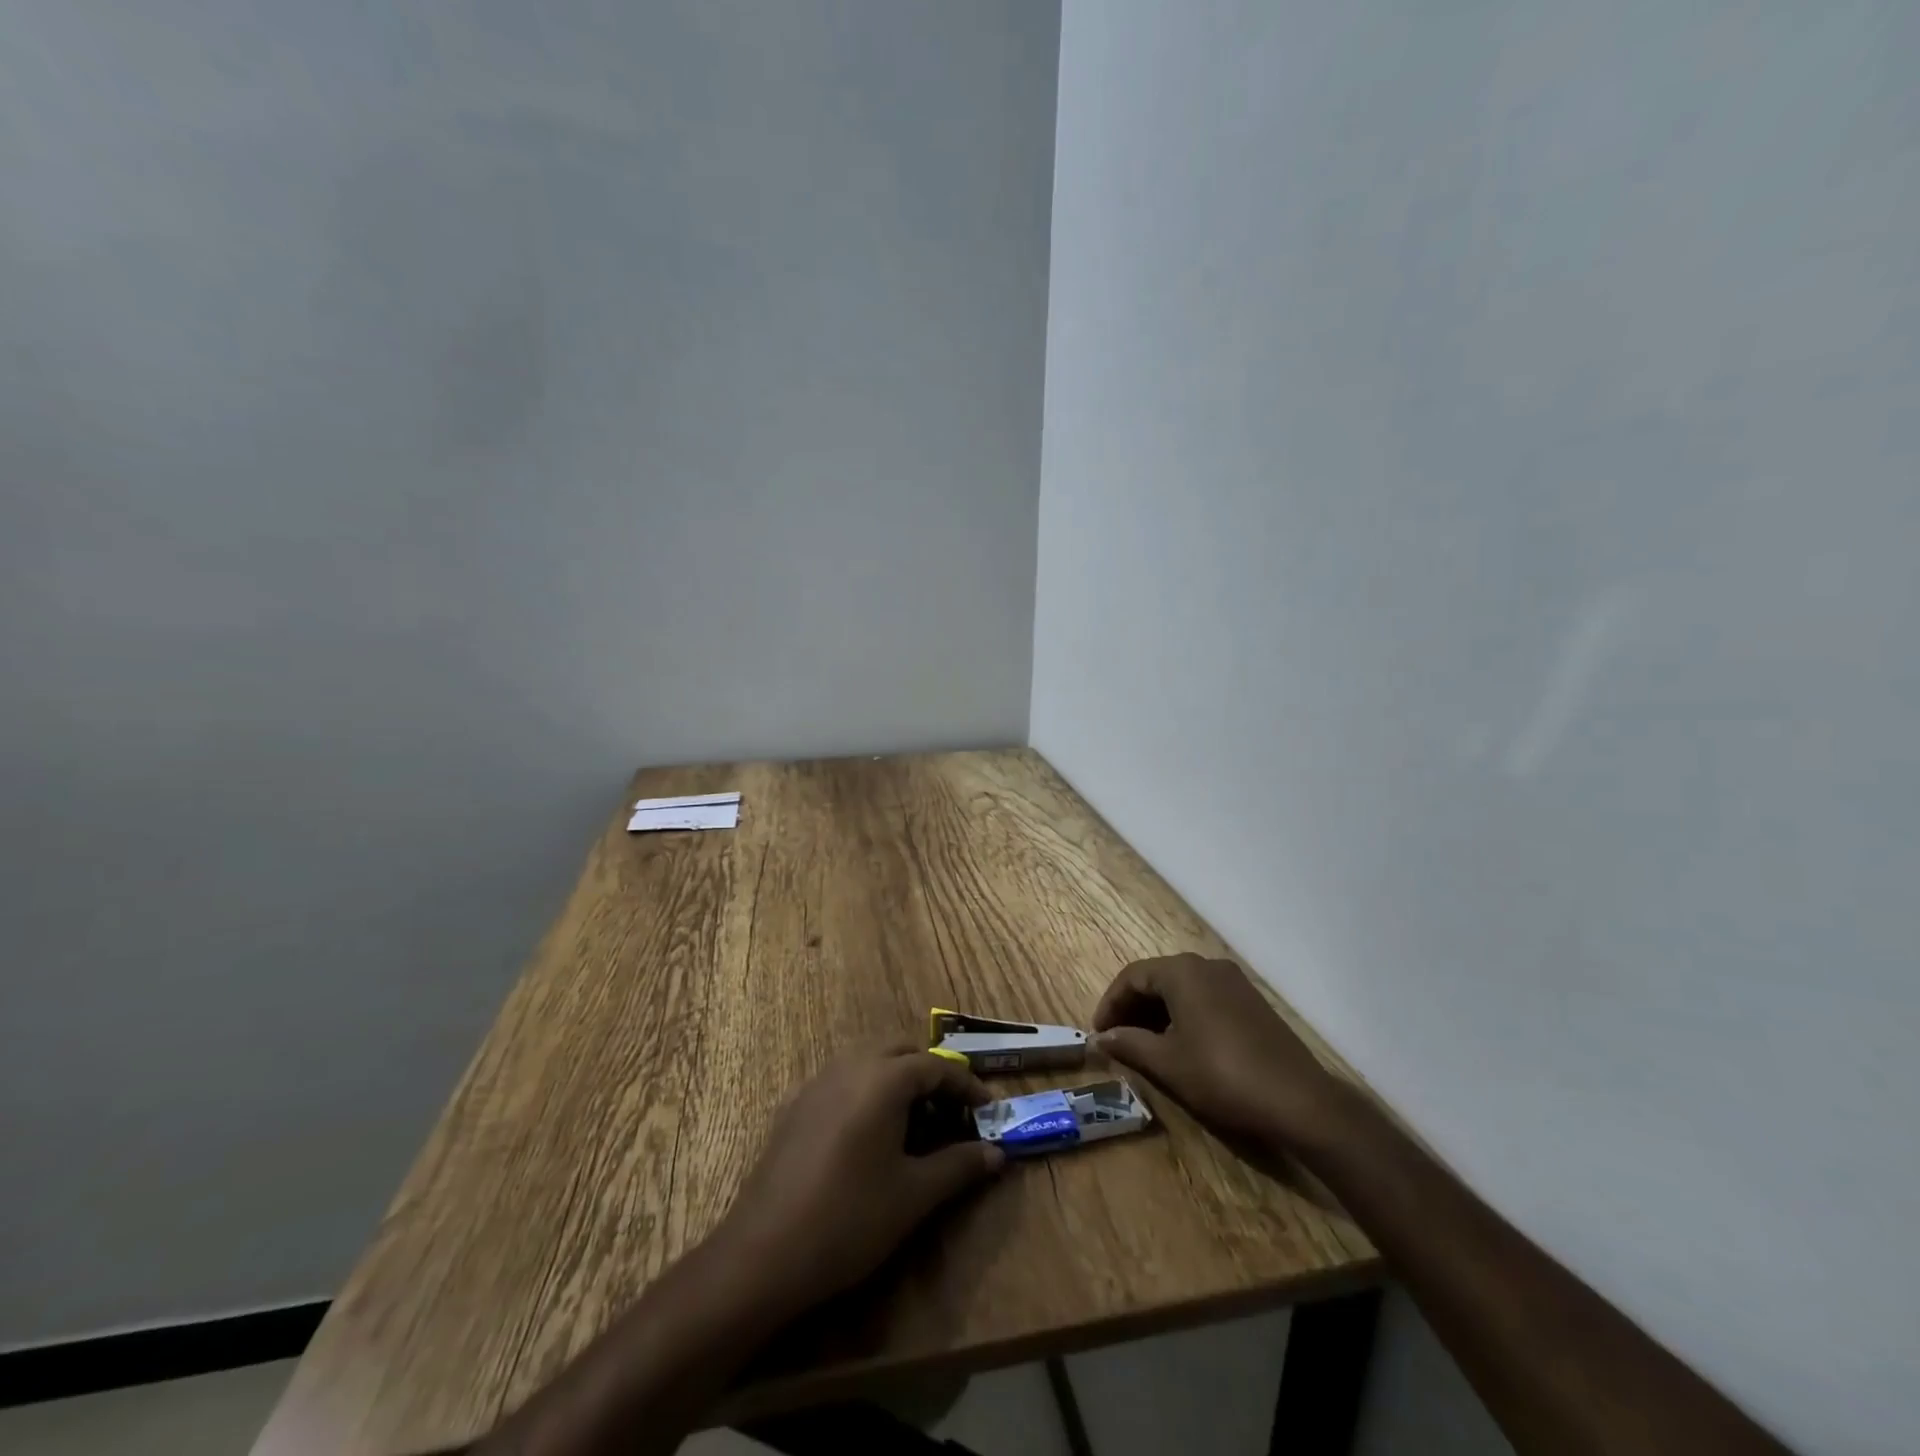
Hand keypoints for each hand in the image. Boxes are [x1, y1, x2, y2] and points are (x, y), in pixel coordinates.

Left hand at [713, 1044, 1004, 1317]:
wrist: (764, 1253)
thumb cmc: (850, 1219)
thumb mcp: (914, 1195)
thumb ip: (959, 1166)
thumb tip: (997, 1154)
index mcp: (883, 1079)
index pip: (936, 1066)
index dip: (966, 1085)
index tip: (988, 1110)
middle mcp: (850, 1066)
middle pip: (901, 1051)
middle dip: (931, 1074)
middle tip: (952, 1112)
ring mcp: (817, 1083)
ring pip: (868, 1060)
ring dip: (897, 1079)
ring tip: (916, 1122)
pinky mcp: (795, 1106)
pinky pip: (843, 1080)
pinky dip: (867, 1091)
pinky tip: (870, 1134)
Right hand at [1091, 954, 1350, 1150]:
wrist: (1299, 1100)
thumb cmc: (1222, 1075)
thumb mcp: (1167, 1063)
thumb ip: (1129, 1044)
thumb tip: (1101, 1038)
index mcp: (1183, 972)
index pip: (1132, 976)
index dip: (1110, 1004)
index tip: (1099, 1033)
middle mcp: (1207, 966)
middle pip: (1157, 978)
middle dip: (1133, 1007)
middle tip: (1118, 1039)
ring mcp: (1234, 982)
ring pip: (1182, 989)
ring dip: (1158, 1012)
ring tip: (1145, 1045)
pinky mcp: (1251, 1002)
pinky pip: (1205, 998)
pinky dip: (1184, 1015)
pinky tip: (1182, 1044)